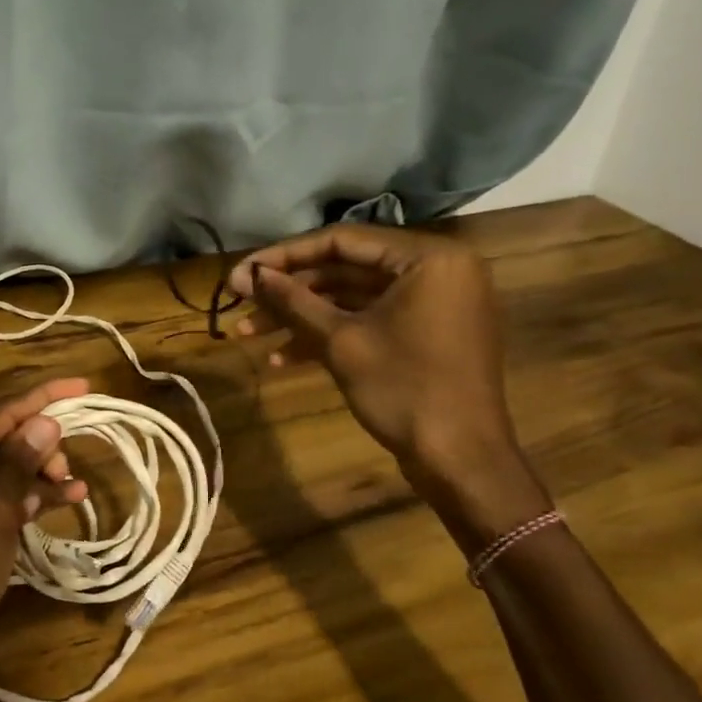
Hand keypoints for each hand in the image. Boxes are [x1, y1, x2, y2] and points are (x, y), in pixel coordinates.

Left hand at [0, 379, 90, 701]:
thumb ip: (19, 464)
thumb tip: (44, 422)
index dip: (41, 397)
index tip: (82, 384)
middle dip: (38, 444)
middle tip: (67, 463)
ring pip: (0, 470)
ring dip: (37, 473)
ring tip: (72, 485)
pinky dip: (27, 499)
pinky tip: (64, 501)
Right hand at [228, 224, 518, 475]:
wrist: (460, 461)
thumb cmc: (404, 389)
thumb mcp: (340, 341)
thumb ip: (292, 300)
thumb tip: (245, 274)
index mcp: (427, 258)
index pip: (342, 241)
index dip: (284, 256)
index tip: (242, 272)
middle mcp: (435, 271)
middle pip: (345, 270)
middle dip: (289, 292)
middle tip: (241, 302)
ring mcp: (430, 306)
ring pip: (352, 300)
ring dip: (301, 317)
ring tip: (248, 334)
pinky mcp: (423, 336)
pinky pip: (370, 322)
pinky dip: (329, 336)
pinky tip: (283, 359)